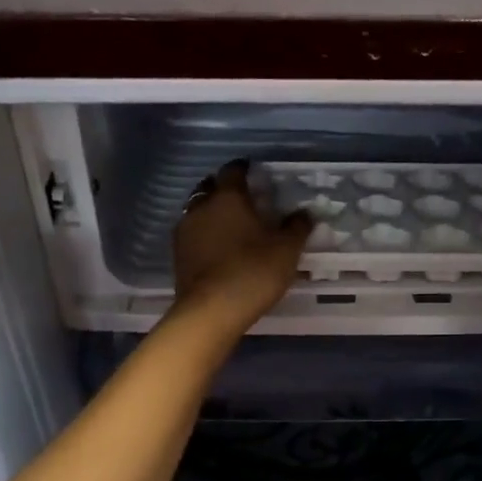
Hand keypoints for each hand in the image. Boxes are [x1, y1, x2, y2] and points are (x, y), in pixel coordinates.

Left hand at [172, 161, 314, 329]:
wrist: (211, 311)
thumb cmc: (253, 272)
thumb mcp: (286, 250)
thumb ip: (296, 228)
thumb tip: (304, 213)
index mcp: (228, 197)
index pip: (233, 171)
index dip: (244, 169)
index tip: (253, 172)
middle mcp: (201, 207)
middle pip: (209, 188)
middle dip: (223, 189)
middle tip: (241, 199)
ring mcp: (185, 232)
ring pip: (197, 212)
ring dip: (211, 214)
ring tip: (229, 227)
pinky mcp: (177, 256)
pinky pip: (192, 236)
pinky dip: (204, 236)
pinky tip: (217, 249)